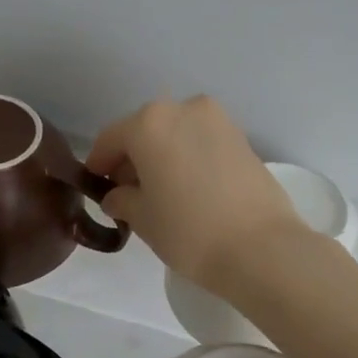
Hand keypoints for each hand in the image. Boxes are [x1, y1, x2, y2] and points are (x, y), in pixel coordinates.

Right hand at [85, 96, 302, 294]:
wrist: (261, 248)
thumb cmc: (188, 231)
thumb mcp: (142, 219)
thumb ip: (122, 199)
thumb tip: (118, 196)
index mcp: (149, 123)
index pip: (111, 139)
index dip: (99, 163)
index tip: (97, 186)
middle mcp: (184, 109)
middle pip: (145, 130)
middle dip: (133, 158)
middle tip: (129, 193)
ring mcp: (218, 121)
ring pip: (176, 134)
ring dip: (163, 156)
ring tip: (162, 193)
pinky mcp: (243, 138)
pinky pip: (202, 143)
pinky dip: (189, 158)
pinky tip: (190, 189)